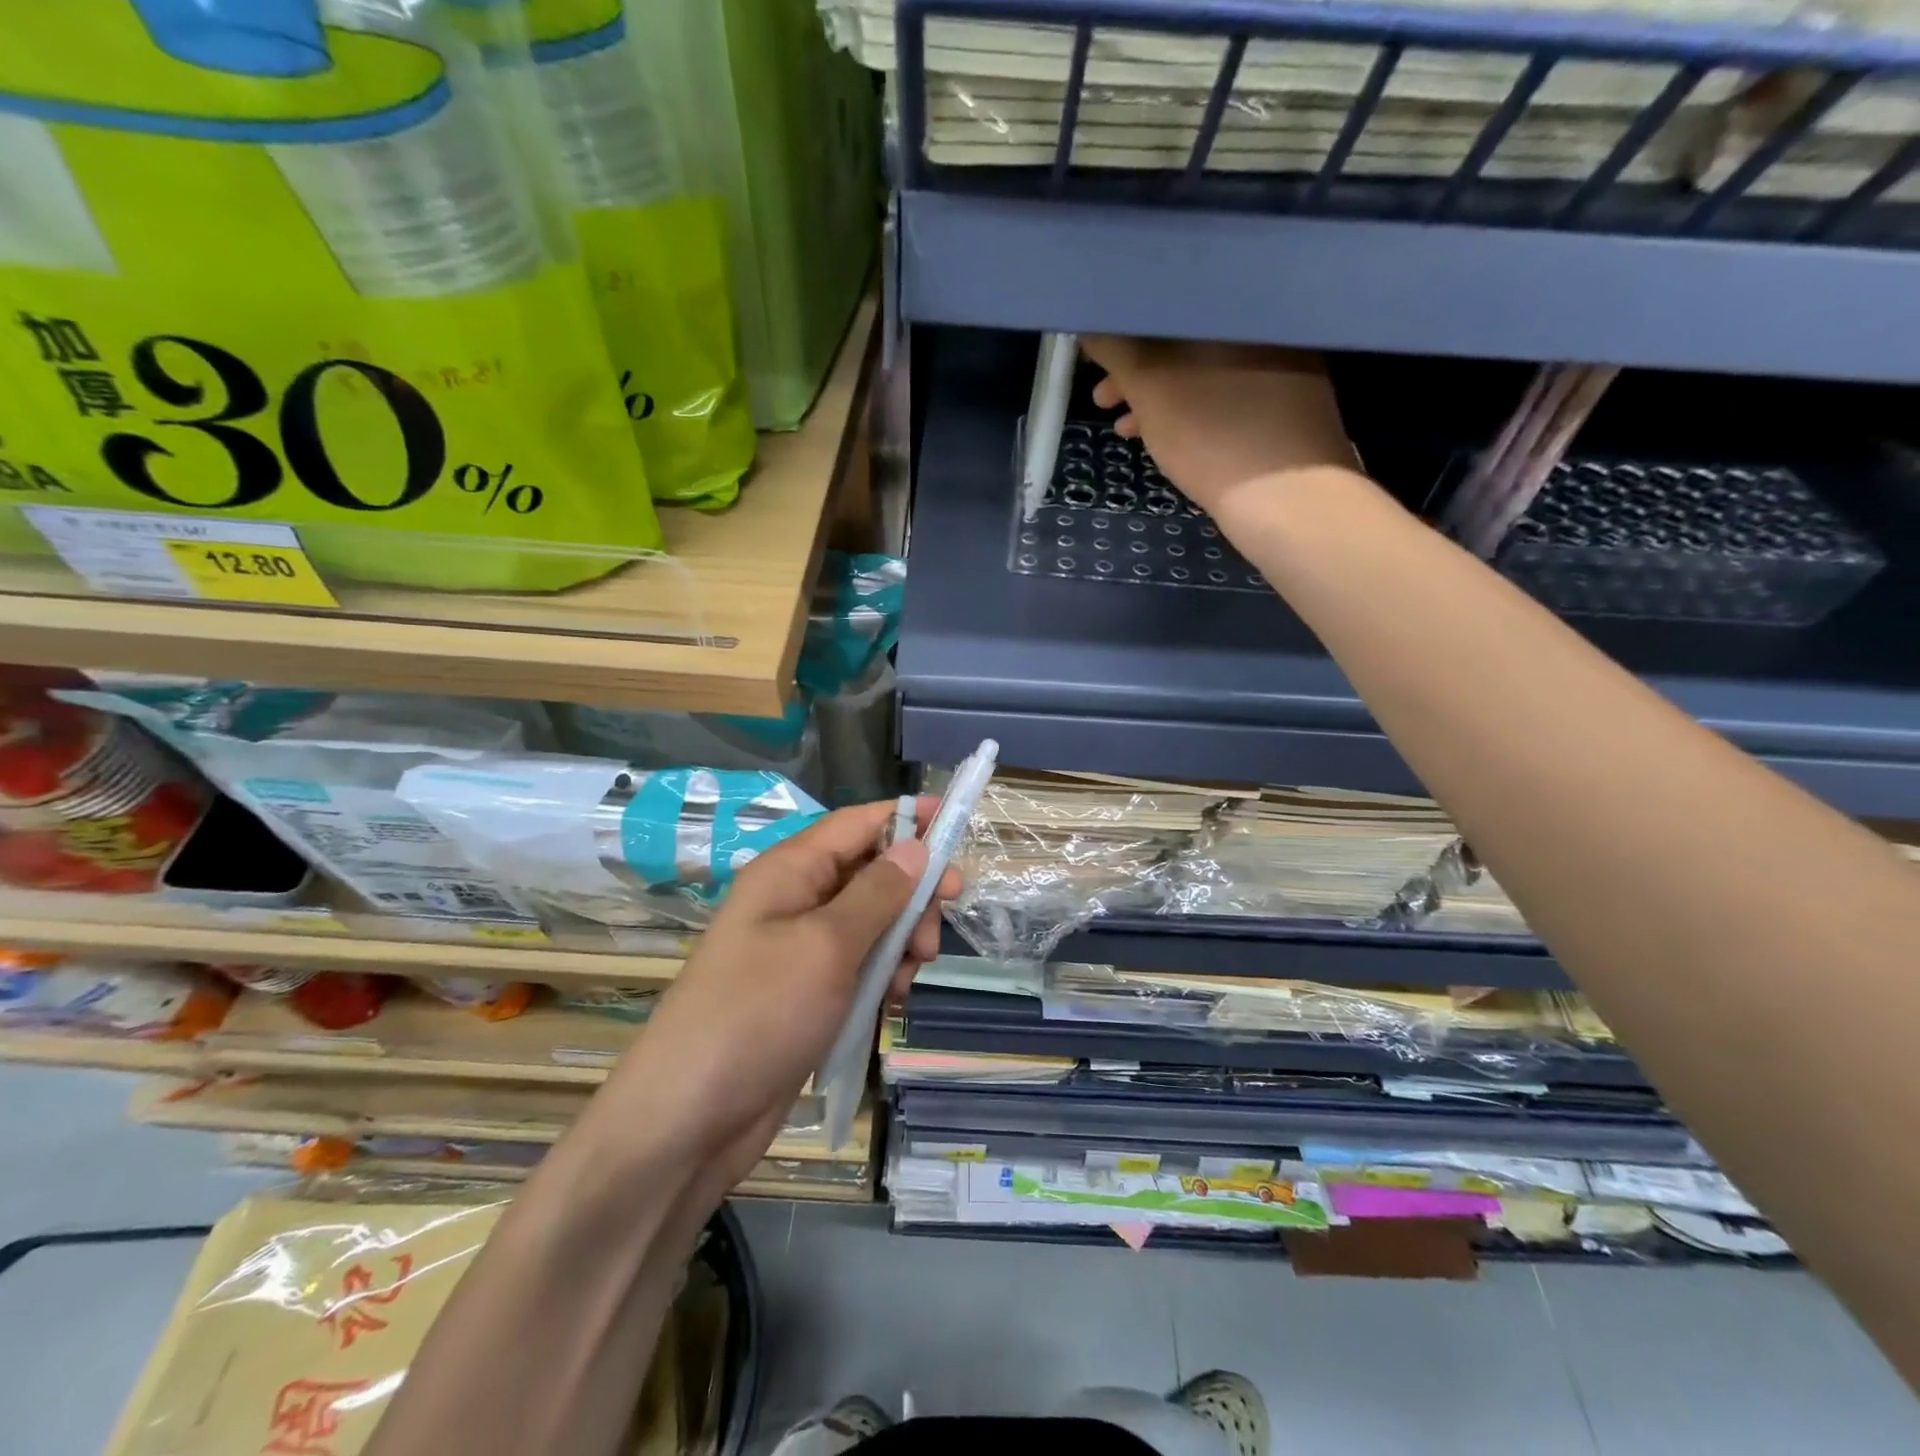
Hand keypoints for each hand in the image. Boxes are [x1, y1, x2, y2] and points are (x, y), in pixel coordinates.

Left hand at [595, 798, 959, 1203]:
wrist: (691, 1119)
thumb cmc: (759, 1014)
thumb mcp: (826, 945)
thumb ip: (877, 893)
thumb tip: (916, 845)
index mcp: (790, 871)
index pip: (859, 823)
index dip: (909, 819)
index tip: (958, 826)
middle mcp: (795, 899)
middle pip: (872, 873)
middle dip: (911, 898)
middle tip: (932, 938)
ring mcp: (800, 948)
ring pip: (872, 922)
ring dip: (901, 943)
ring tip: (908, 980)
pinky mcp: (808, 991)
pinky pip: (859, 965)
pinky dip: (883, 976)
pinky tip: (891, 1004)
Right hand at [1082, 337, 1356, 520]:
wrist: (1289, 502)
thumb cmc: (1213, 435)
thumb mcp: (1152, 389)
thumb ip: (1117, 350)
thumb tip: (1091, 322)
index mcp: (1240, 310)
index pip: (1171, 304)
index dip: (1126, 331)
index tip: (1096, 360)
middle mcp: (1267, 330)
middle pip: (1187, 342)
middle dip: (1138, 371)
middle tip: (1103, 400)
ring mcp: (1284, 372)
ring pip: (1204, 375)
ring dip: (1159, 399)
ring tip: (1125, 430)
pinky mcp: (1287, 412)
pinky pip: (1225, 400)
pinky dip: (1191, 415)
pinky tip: (1167, 442)